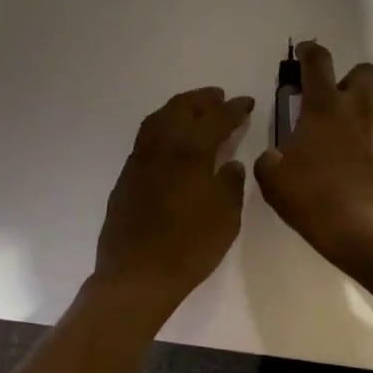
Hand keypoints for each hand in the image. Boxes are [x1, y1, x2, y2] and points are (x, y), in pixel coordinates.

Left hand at [94, 87, 254, 311]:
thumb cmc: (189, 247)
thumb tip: (230, 164)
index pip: (216, 119)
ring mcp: (140, 158)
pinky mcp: (126, 174)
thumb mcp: (226, 218)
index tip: (246, 102)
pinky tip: (172, 139)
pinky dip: (163, 126)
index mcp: (191, 152)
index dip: (234, 108)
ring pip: (159, 117)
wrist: (137, 275)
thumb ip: (230, 185)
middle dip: (203, 99)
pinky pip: (146, 136)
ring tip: (195, 110)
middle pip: (183, 108)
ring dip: (180, 107)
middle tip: (220, 98)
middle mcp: (163, 146)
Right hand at [254, 42, 372, 266]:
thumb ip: (270, 160)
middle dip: (348, 77)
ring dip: (357, 114)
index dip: (309, 52)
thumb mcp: (274, 181)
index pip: (318, 62)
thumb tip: (274, 157)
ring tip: (338, 142)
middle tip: (329, 100)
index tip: (303, 53)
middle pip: (363, 72)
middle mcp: (357, 111)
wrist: (367, 232)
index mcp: (324, 107)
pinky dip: (367, 144)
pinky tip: (354, 169)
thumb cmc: (314, 199)